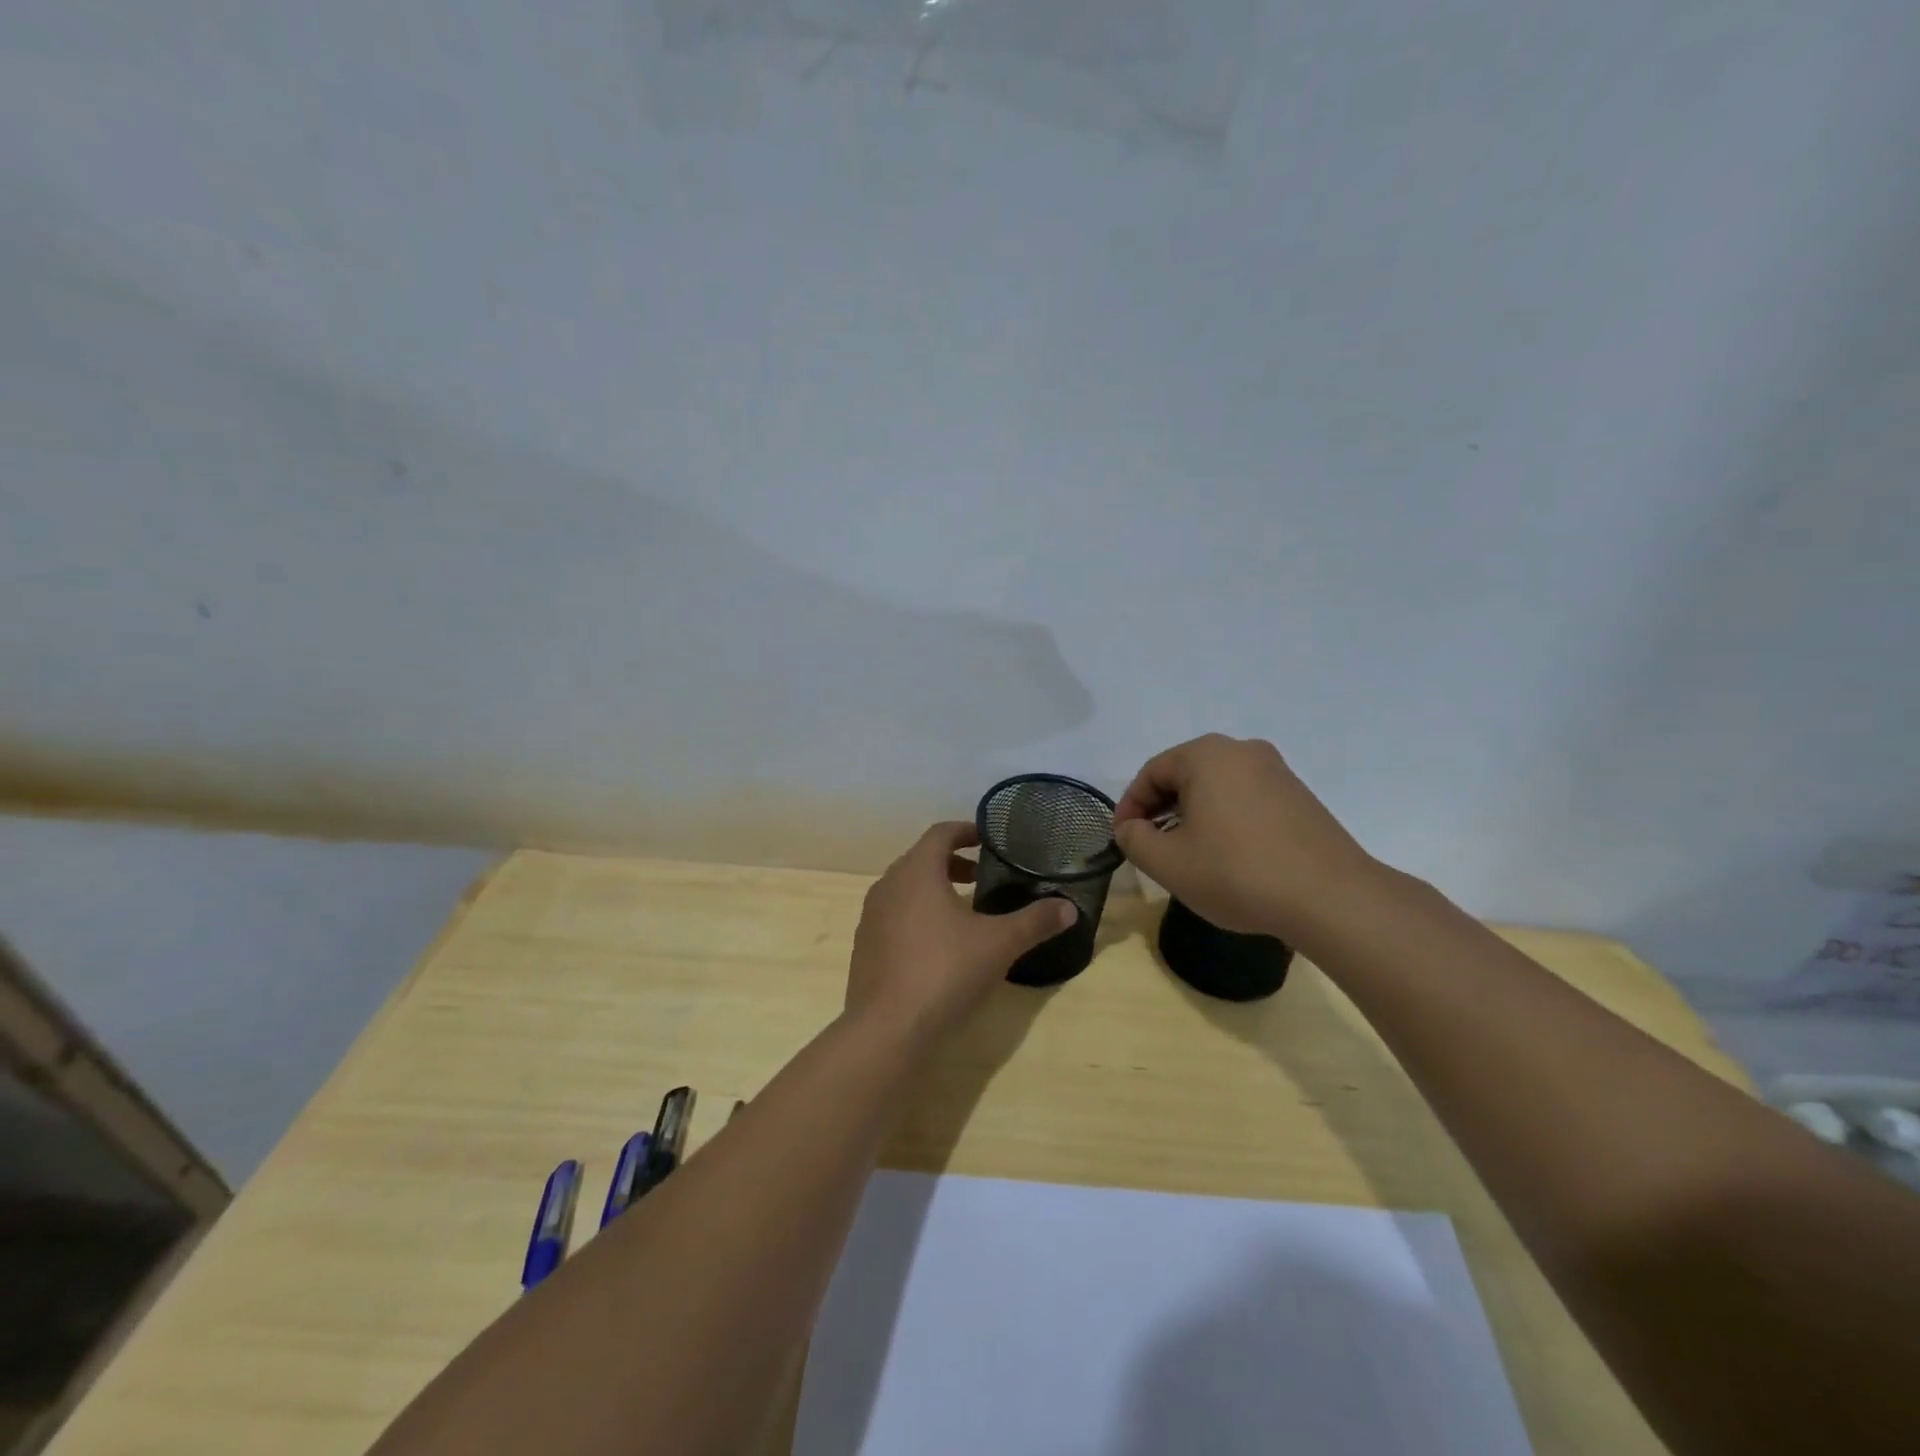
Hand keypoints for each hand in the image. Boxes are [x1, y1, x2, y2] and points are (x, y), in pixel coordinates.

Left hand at [846, 821, 1074, 1038]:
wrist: (886, 1029)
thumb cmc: (945, 972)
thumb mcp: (1000, 944)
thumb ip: (1035, 921)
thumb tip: (1069, 908)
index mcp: (917, 871)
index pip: (940, 832)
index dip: (966, 830)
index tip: (989, 840)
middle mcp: (888, 885)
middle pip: (922, 859)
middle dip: (953, 862)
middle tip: (983, 877)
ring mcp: (871, 917)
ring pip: (906, 888)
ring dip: (934, 889)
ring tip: (965, 911)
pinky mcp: (865, 946)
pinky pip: (894, 916)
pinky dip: (917, 915)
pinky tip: (939, 946)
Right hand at [1112, 734, 1379, 938]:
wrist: (1330, 897)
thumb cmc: (1236, 872)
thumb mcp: (1167, 862)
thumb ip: (1133, 839)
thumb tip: (1130, 828)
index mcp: (1206, 755)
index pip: (1151, 773)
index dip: (1129, 806)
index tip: (1122, 839)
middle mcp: (1242, 750)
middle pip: (1184, 775)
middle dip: (1160, 809)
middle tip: (1151, 846)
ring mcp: (1276, 771)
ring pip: (1216, 787)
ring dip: (1192, 815)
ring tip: (1187, 854)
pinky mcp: (1299, 796)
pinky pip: (1245, 799)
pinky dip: (1225, 820)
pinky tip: (1227, 856)